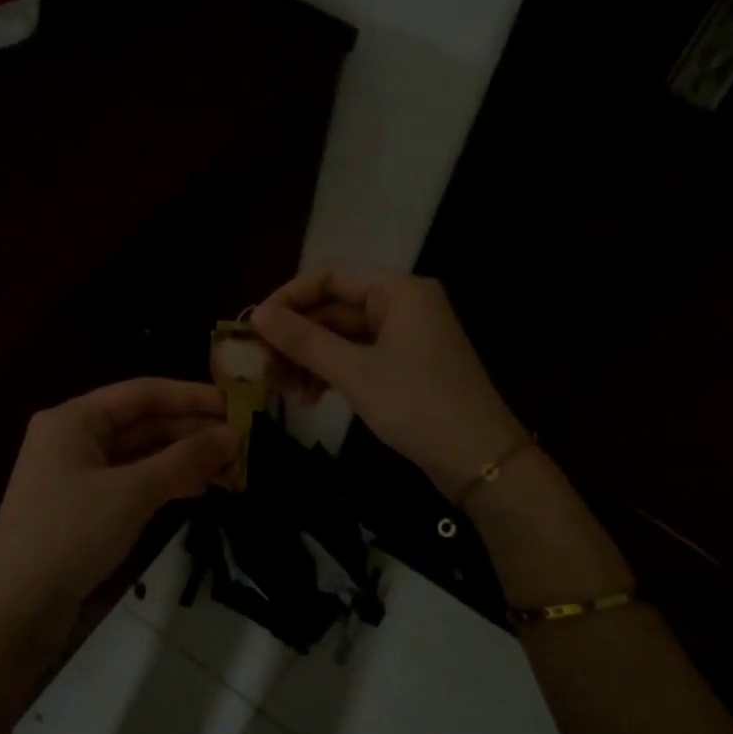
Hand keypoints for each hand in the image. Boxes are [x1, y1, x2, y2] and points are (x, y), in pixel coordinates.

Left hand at [0, 379, 234, 733]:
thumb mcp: (132, 492)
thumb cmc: (70, 534)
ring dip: (181, 459)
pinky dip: (163, 483)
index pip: (142, 393)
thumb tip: (233, 435)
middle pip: (142, 423)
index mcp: (74, 418)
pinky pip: (131, 482)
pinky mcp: (82, 508)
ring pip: (139, 455)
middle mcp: (73, 438)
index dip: (191, 396)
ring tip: (229, 468)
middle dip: (190, 431)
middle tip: (241, 442)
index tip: (237, 406)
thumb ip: (184, 460)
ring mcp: (76, 475)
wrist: (15, 607)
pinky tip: (197, 490)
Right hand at [251, 265, 524, 498]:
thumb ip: (304, 341)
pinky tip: (310, 396)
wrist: (478, 458)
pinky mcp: (406, 365)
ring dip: (310, 358)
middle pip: (334, 307)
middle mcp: (404, 303)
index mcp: (398, 290)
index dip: (287, 298)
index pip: (329, 275)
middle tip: (263, 368)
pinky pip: (359, 356)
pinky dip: (332, 372)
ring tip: (283, 389)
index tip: (254, 329)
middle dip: (296, 337)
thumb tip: (256, 316)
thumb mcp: (354, 372)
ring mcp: (407, 336)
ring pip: (343, 335)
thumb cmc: (416, 405)